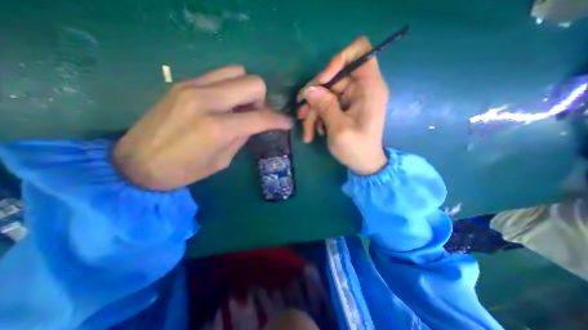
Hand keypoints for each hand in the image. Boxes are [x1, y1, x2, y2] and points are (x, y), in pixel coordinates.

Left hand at [112, 65, 291, 189]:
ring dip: (246, 89)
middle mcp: (208, 101)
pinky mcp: (183, 83)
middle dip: (261, 100)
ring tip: (238, 106)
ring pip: (237, 71)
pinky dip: (229, 86)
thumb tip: (253, 124)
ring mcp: (193, 87)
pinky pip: (218, 75)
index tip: (287, 123)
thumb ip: (242, 137)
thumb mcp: (223, 160)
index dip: (279, 120)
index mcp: (219, 128)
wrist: (136, 163)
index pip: (261, 117)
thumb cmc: (185, 170)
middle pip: (253, 83)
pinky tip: (223, 102)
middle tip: (254, 114)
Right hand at [300, 36, 389, 174]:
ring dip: (313, 111)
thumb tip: (309, 90)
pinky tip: (315, 132)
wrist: (364, 164)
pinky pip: (326, 104)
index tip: (322, 80)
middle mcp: (361, 89)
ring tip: (307, 131)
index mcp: (369, 88)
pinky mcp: (344, 107)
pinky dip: (318, 117)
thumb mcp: (339, 129)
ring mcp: (351, 98)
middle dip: (315, 96)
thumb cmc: (356, 149)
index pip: (360, 52)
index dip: (338, 60)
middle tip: (302, 114)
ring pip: (326, 94)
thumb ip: (325, 106)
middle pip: (333, 77)